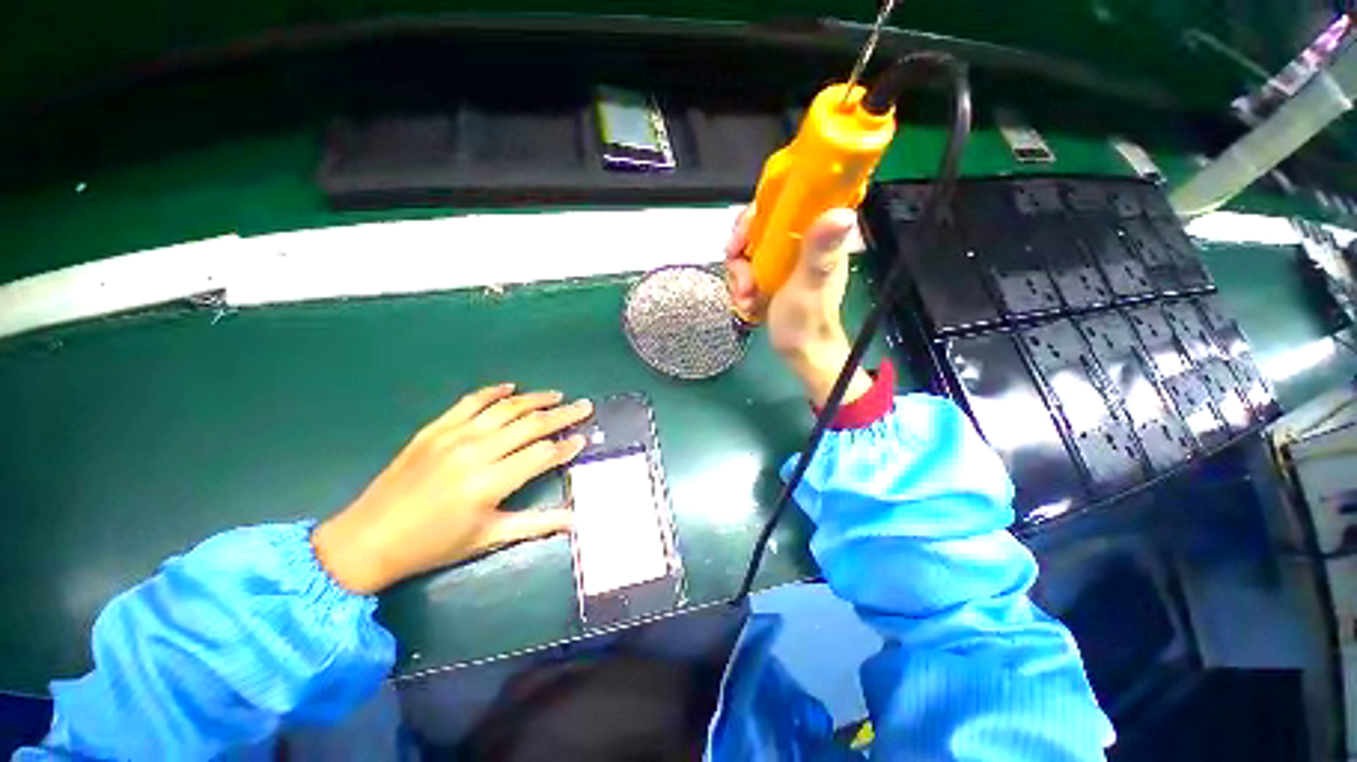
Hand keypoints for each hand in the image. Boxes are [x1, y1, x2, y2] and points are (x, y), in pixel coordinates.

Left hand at [312, 384, 592, 593]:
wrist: (367, 540)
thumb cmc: (433, 545)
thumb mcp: (487, 538)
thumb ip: (536, 524)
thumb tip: (575, 520)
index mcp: (490, 483)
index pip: (542, 454)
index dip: (566, 446)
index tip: (583, 439)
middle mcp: (476, 452)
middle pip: (531, 424)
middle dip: (563, 415)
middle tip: (585, 406)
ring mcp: (453, 436)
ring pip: (506, 408)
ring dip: (535, 399)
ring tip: (557, 395)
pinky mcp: (434, 429)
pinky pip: (470, 401)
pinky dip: (493, 391)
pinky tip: (511, 387)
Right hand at [725, 207, 872, 406]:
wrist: (799, 354)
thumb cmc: (807, 322)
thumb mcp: (810, 286)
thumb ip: (819, 251)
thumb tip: (842, 212)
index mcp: (817, 236)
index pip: (786, 201)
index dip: (759, 212)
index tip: (742, 236)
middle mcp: (799, 242)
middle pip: (758, 226)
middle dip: (741, 253)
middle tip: (740, 278)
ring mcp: (783, 260)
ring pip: (748, 250)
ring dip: (738, 276)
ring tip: (745, 298)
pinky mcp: (771, 276)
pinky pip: (745, 269)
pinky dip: (740, 287)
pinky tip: (746, 304)